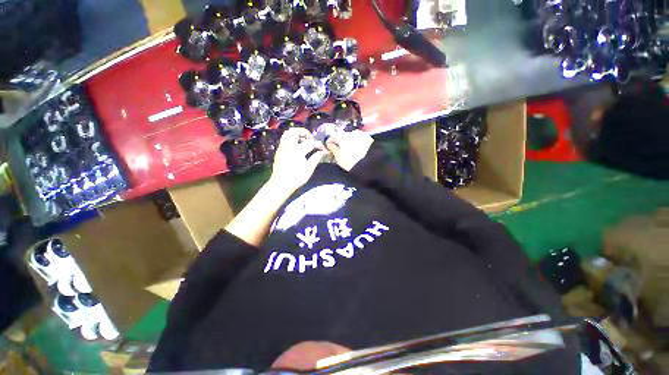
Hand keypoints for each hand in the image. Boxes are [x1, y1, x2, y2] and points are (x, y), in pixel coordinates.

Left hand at [268, 128, 327, 193]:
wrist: (281, 184)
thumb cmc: (296, 178)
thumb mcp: (309, 169)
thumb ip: (316, 158)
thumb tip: (321, 152)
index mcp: (297, 151)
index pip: (310, 142)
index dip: (318, 144)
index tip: (322, 147)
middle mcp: (288, 146)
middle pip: (295, 131)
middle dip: (304, 132)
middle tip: (311, 138)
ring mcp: (282, 148)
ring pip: (287, 133)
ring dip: (297, 134)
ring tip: (303, 140)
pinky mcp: (279, 151)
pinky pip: (284, 139)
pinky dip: (291, 138)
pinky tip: (296, 146)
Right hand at [325, 130, 373, 170]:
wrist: (369, 164)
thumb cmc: (350, 162)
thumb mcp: (339, 157)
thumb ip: (333, 149)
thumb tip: (330, 144)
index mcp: (341, 136)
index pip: (333, 136)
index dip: (330, 141)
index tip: (329, 146)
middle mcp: (351, 132)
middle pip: (343, 135)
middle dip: (340, 141)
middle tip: (340, 148)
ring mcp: (360, 134)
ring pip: (352, 136)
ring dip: (349, 141)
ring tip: (349, 149)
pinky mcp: (368, 138)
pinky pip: (360, 138)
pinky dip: (357, 142)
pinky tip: (358, 149)